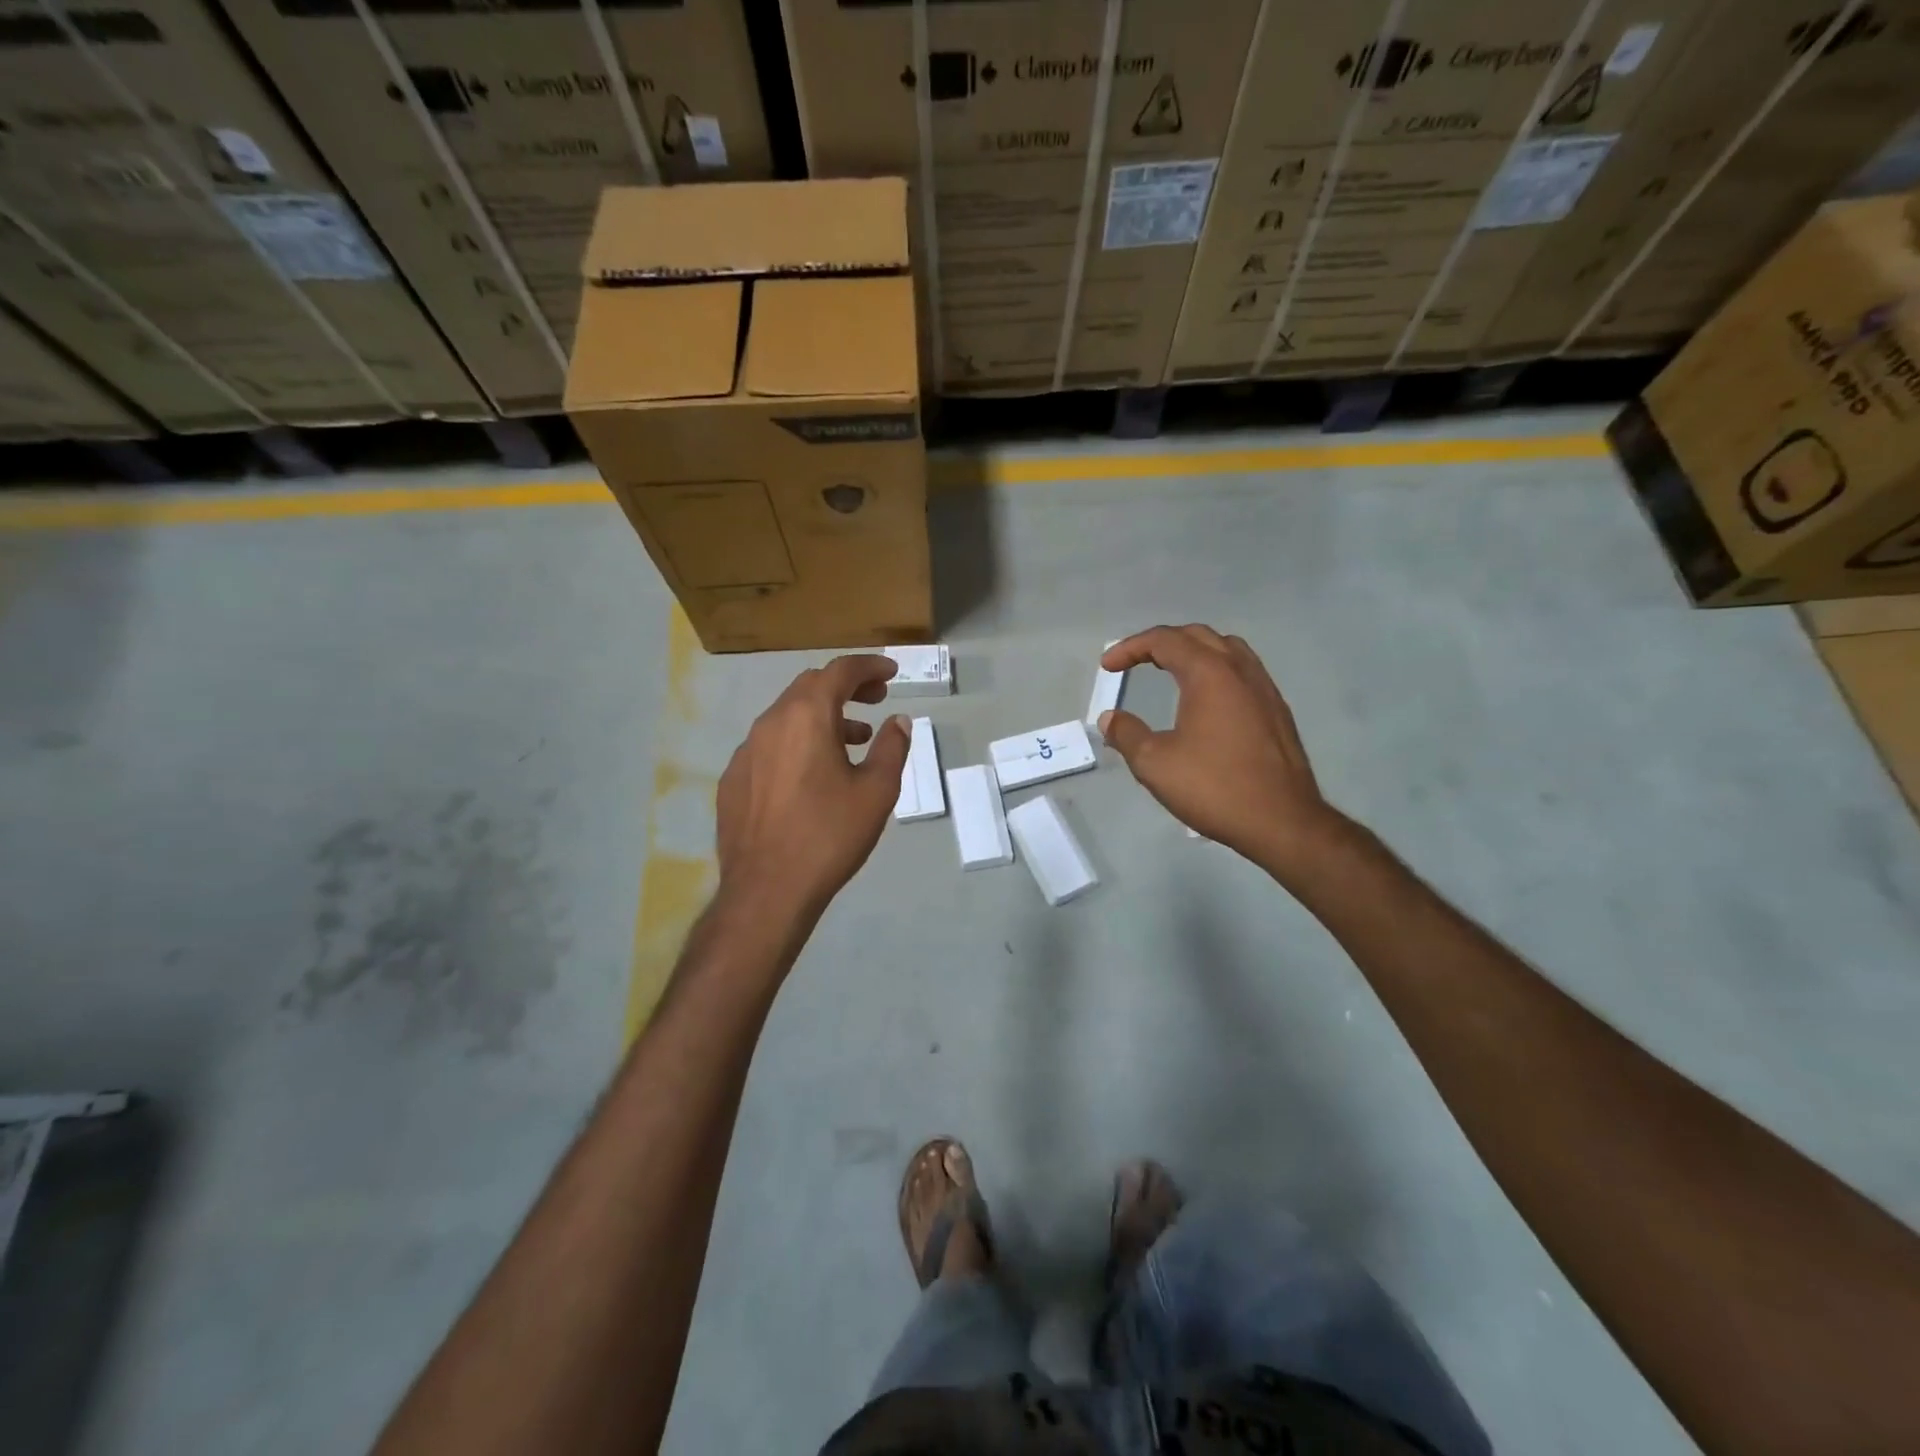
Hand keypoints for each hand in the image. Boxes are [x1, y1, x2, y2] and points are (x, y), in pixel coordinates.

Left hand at [715, 655, 911, 924]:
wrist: (768, 890)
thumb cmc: (830, 835)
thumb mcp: (876, 791)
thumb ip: (891, 747)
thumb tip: (898, 721)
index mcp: (806, 716)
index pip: (839, 671)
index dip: (869, 666)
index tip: (891, 672)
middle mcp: (770, 723)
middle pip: (810, 687)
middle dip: (845, 687)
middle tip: (876, 700)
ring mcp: (745, 751)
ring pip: (787, 716)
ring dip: (822, 717)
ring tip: (853, 740)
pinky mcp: (733, 780)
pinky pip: (769, 746)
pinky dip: (797, 743)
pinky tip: (811, 775)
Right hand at [1099, 625, 1342, 875]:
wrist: (1282, 821)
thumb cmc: (1214, 787)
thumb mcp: (1155, 764)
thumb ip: (1127, 734)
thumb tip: (1110, 718)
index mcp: (1209, 674)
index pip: (1164, 641)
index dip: (1130, 648)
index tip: (1107, 667)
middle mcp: (1240, 670)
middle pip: (1197, 635)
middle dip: (1161, 642)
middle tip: (1135, 661)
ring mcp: (1264, 688)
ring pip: (1226, 648)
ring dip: (1192, 651)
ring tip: (1170, 669)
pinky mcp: (1277, 710)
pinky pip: (1242, 670)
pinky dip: (1215, 669)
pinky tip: (1206, 699)